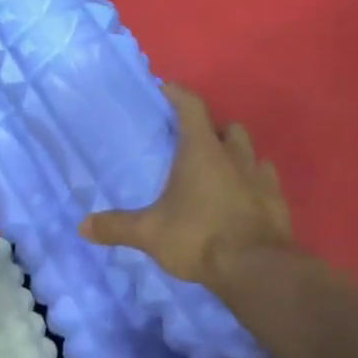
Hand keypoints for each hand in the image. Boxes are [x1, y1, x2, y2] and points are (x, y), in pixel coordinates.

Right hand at [79, 83, 293, 287]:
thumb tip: (81, 226)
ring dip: (235, 155)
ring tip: (218, 170)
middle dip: (211, 129)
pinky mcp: (277, 202)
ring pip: (250, 152)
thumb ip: (116, 226)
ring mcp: (260, 178)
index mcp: (201, 152)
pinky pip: (265, 180)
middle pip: (226, 128)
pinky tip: (242, 197)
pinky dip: (252, 182)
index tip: (166, 89)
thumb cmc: (198, 237)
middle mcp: (234, 156)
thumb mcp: (148, 233)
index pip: (191, 107)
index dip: (178, 94)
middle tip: (192, 143)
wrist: (255, 268)